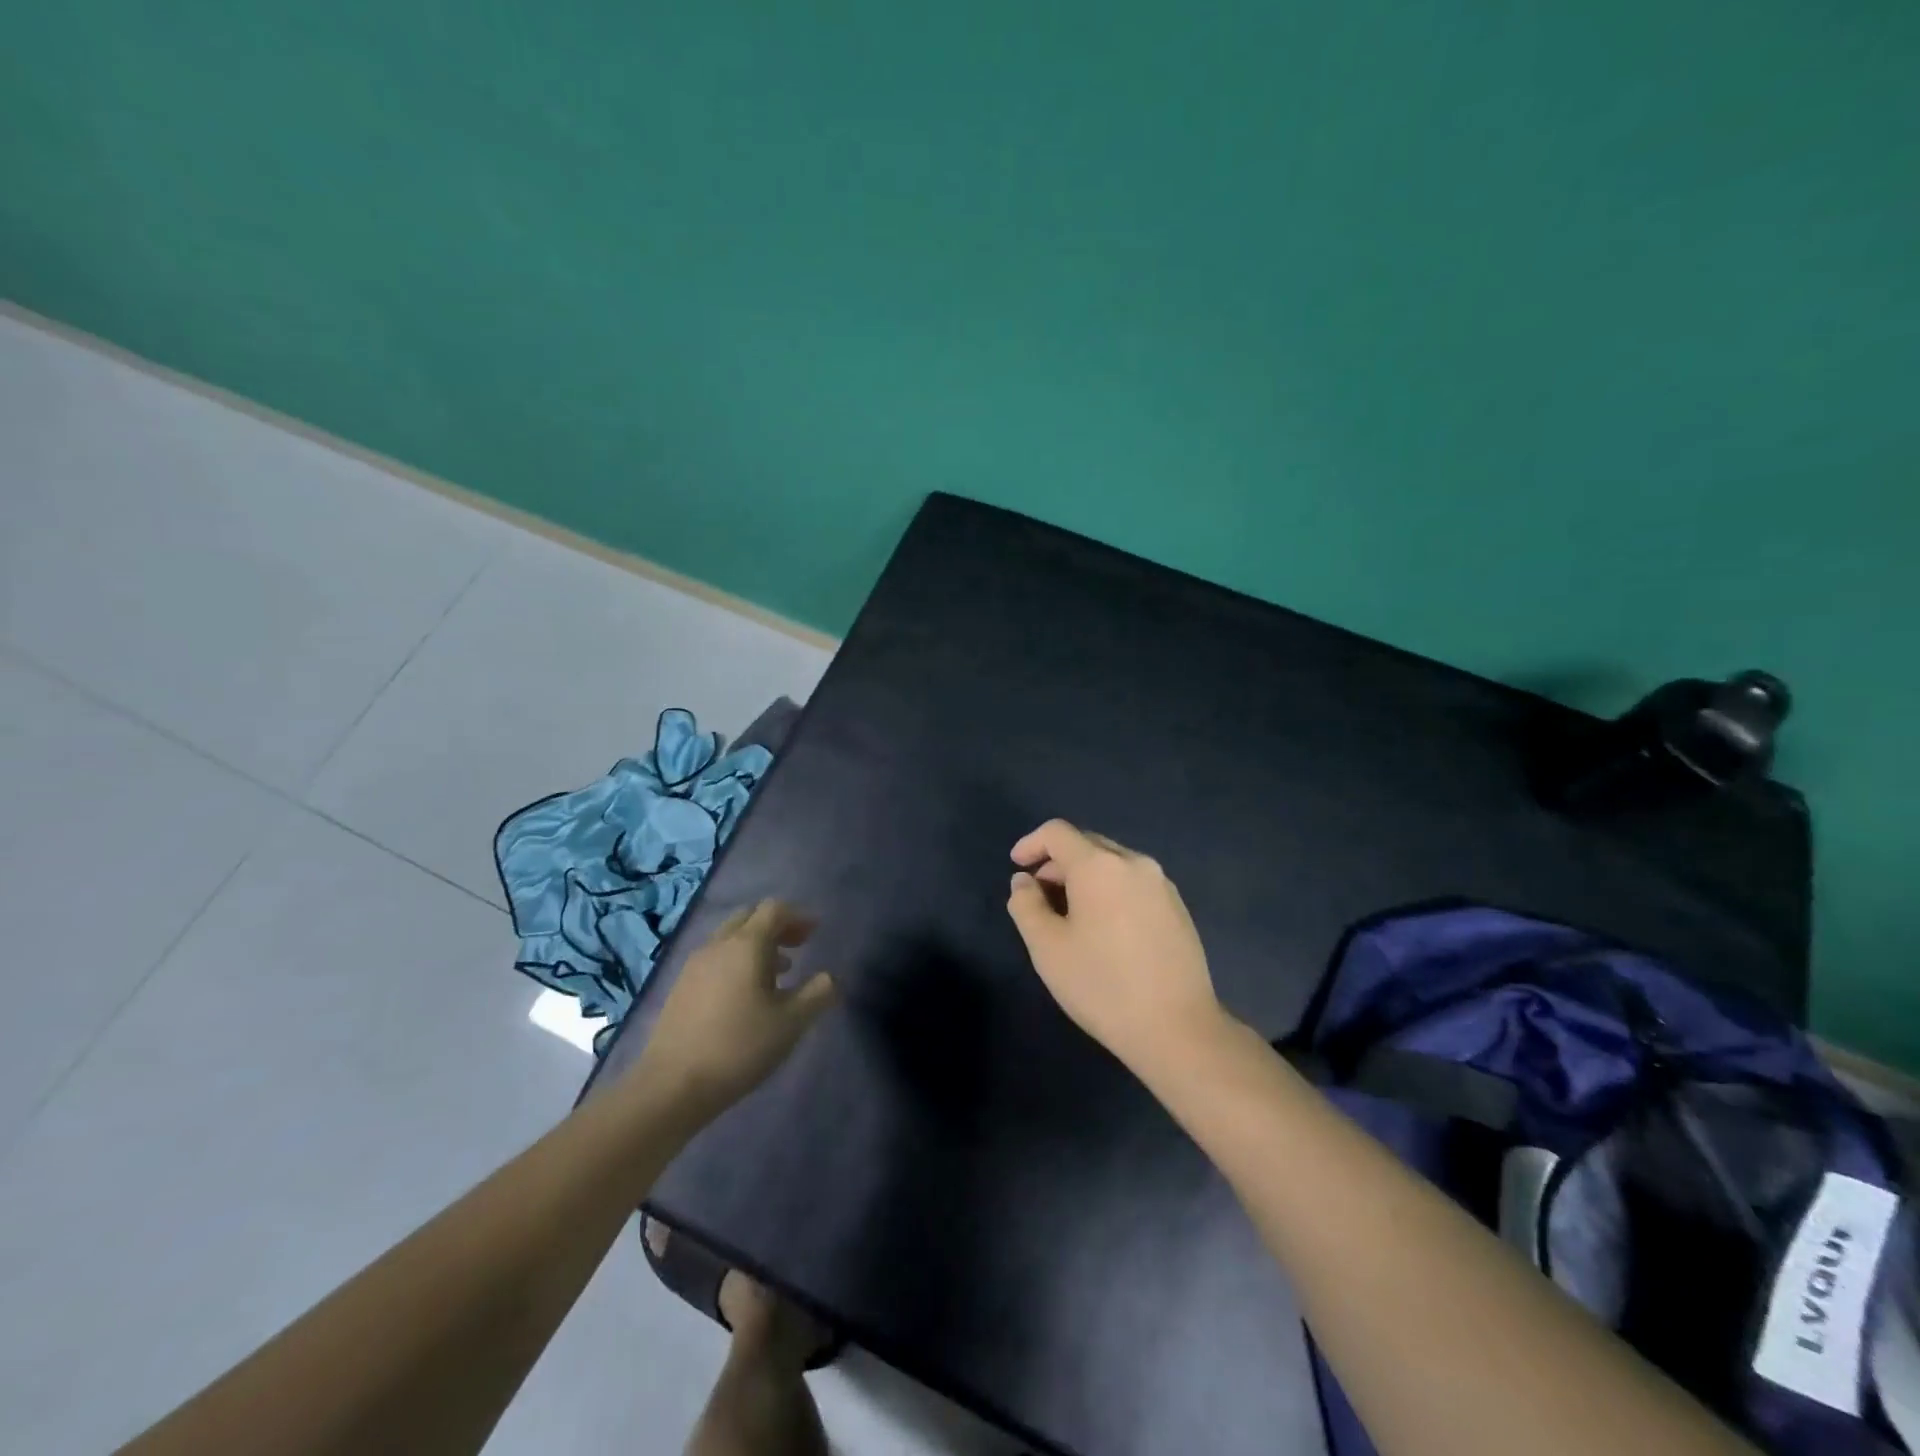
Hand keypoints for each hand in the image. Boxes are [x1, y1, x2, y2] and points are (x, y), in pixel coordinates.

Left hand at [631, 901, 837, 1122]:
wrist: (672, 1085)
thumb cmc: (739, 1047)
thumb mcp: (791, 1023)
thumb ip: (817, 994)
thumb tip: (829, 978)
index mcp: (746, 945)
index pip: (774, 910)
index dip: (798, 916)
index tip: (815, 932)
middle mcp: (718, 945)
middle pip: (749, 917)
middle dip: (777, 925)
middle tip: (798, 945)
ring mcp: (695, 965)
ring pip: (730, 938)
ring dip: (757, 944)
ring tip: (779, 972)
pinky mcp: (681, 986)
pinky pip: (716, 958)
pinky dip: (737, 961)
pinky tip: (746, 994)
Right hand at [1006, 820, 1227, 1078]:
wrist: (1177, 1028)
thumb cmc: (1102, 985)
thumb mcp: (1047, 948)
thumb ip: (1026, 905)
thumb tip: (1024, 881)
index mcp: (1100, 866)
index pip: (1058, 833)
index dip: (1031, 843)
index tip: (1017, 866)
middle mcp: (1134, 863)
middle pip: (1087, 844)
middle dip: (1057, 862)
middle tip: (1038, 894)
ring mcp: (1162, 884)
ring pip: (1113, 863)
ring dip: (1084, 876)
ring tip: (1069, 913)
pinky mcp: (1178, 908)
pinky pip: (1134, 883)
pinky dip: (1110, 890)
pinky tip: (1105, 928)